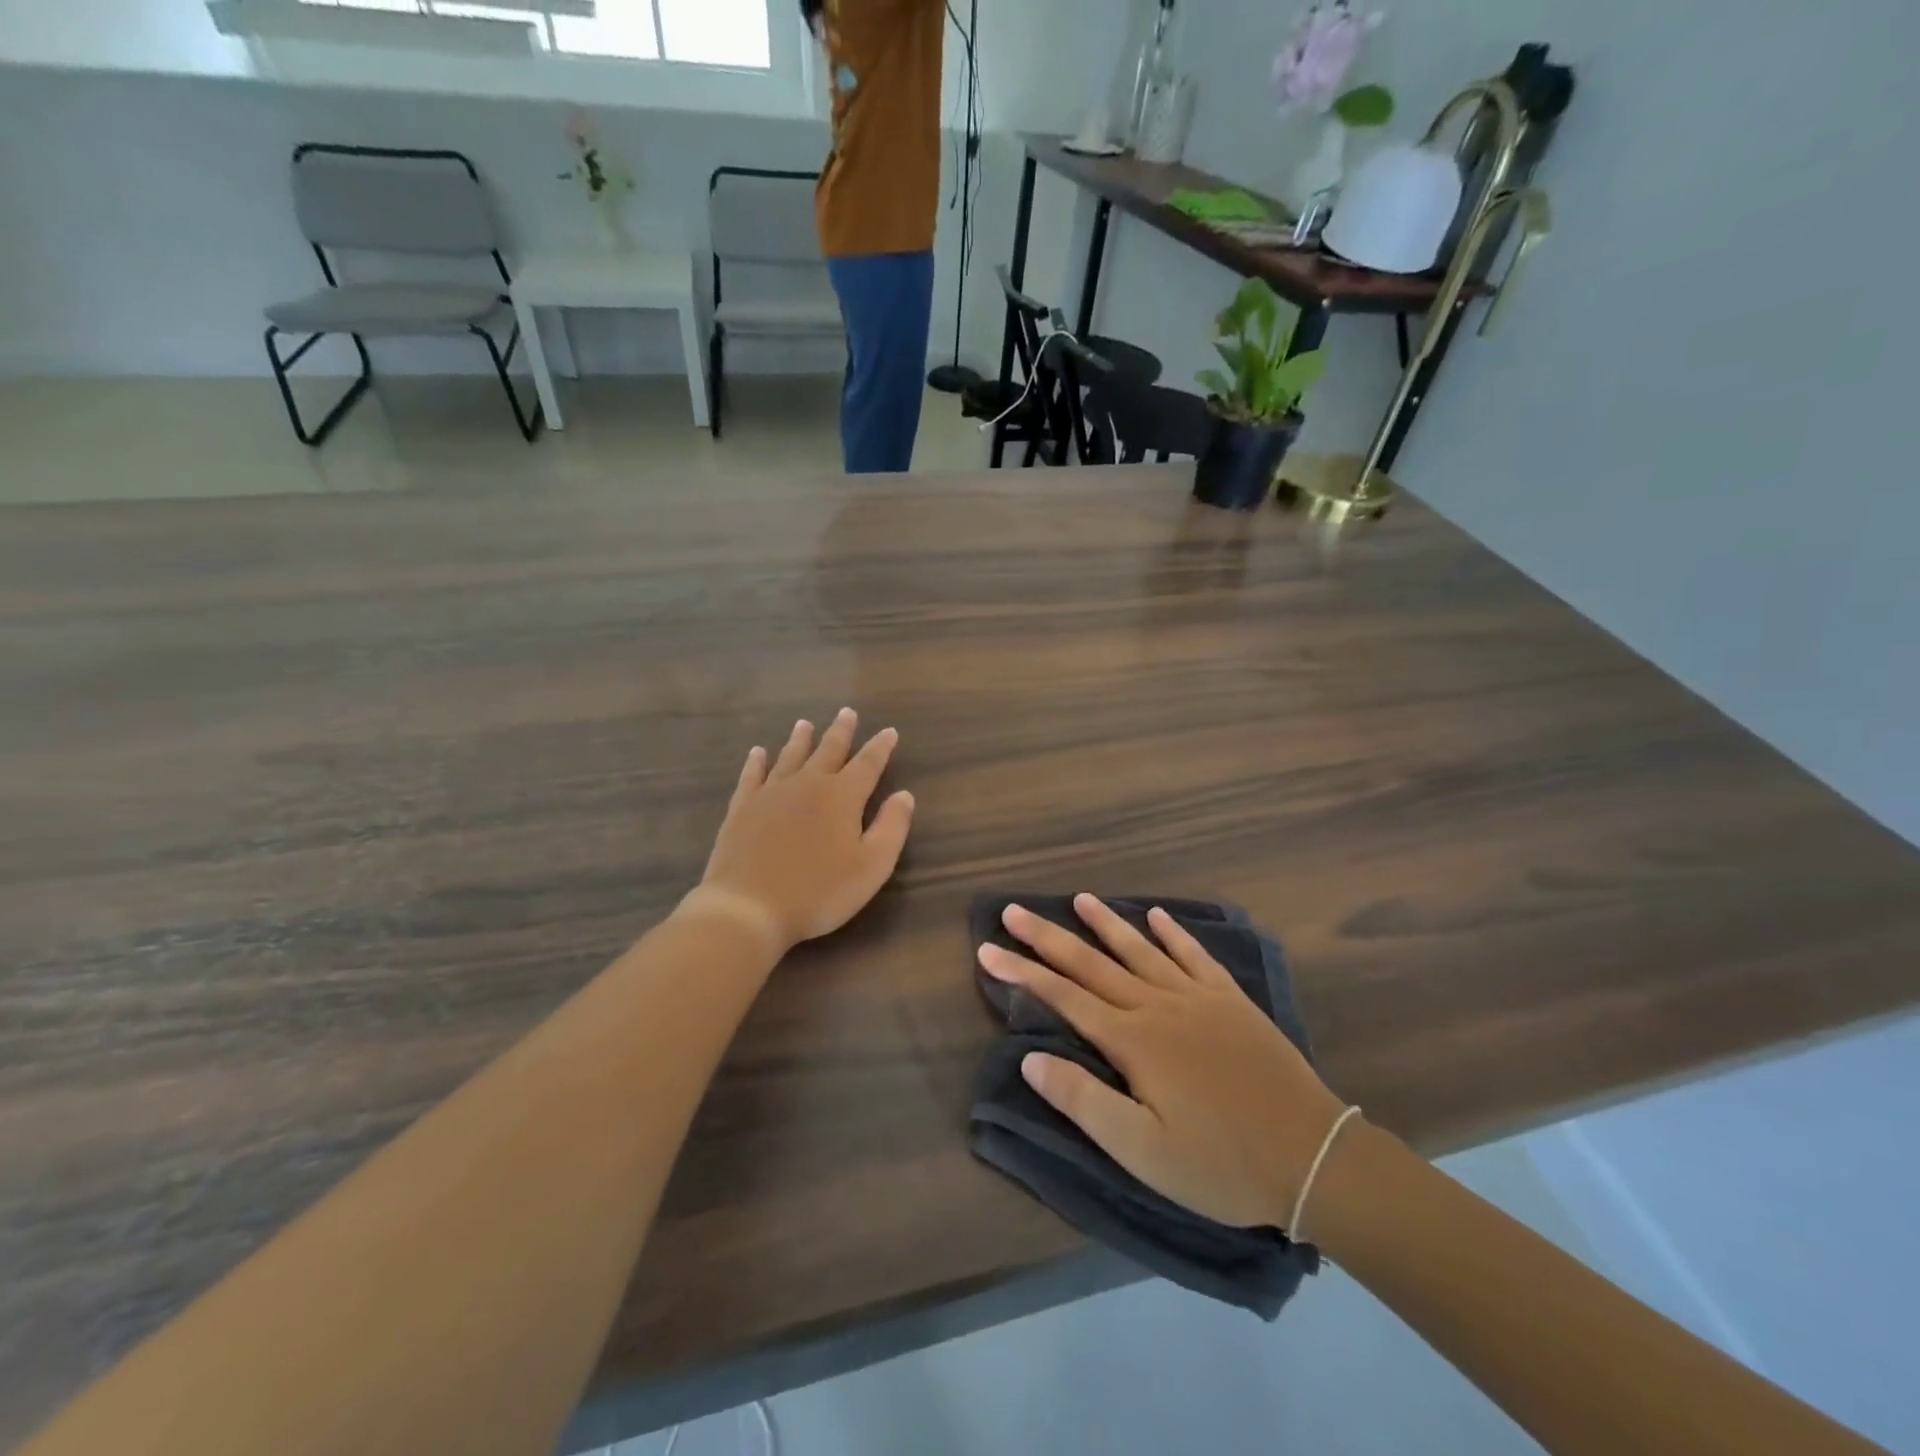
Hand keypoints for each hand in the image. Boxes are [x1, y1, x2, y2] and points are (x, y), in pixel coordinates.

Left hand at [690, 709, 914, 954]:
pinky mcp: (742, 808)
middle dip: (841, 731)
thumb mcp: (871, 866)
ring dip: (801, 739)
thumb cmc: (819, 892)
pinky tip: (758, 752)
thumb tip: (904, 795)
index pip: (868, 763)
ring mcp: (771, 793)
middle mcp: (808, 784)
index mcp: (842, 796)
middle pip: (828, 750)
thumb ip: (892, 827)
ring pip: (790, 756)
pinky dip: (757, 761)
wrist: (748, 907)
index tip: (889, 731)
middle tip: (847, 712)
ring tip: (805, 724)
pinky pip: (752, 775)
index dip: (880, 747)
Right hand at [978, 894, 1346, 1230]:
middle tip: (1014, 910)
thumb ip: (1083, 1099)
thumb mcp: (1141, 1150)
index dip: (1022, 972)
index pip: (1063, 997)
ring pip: (1140, 950)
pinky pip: (1195, 956)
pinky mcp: (1231, 1001)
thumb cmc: (1219, 1163)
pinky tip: (1158, 917)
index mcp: (1132, 1040)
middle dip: (1048, 937)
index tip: (988, 949)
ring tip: (1079, 899)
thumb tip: (1030, 1057)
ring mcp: (1197, 997)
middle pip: (1092, 963)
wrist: (1312, 1157)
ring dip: (1106, 923)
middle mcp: (1157, 1005)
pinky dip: (1174, 933)